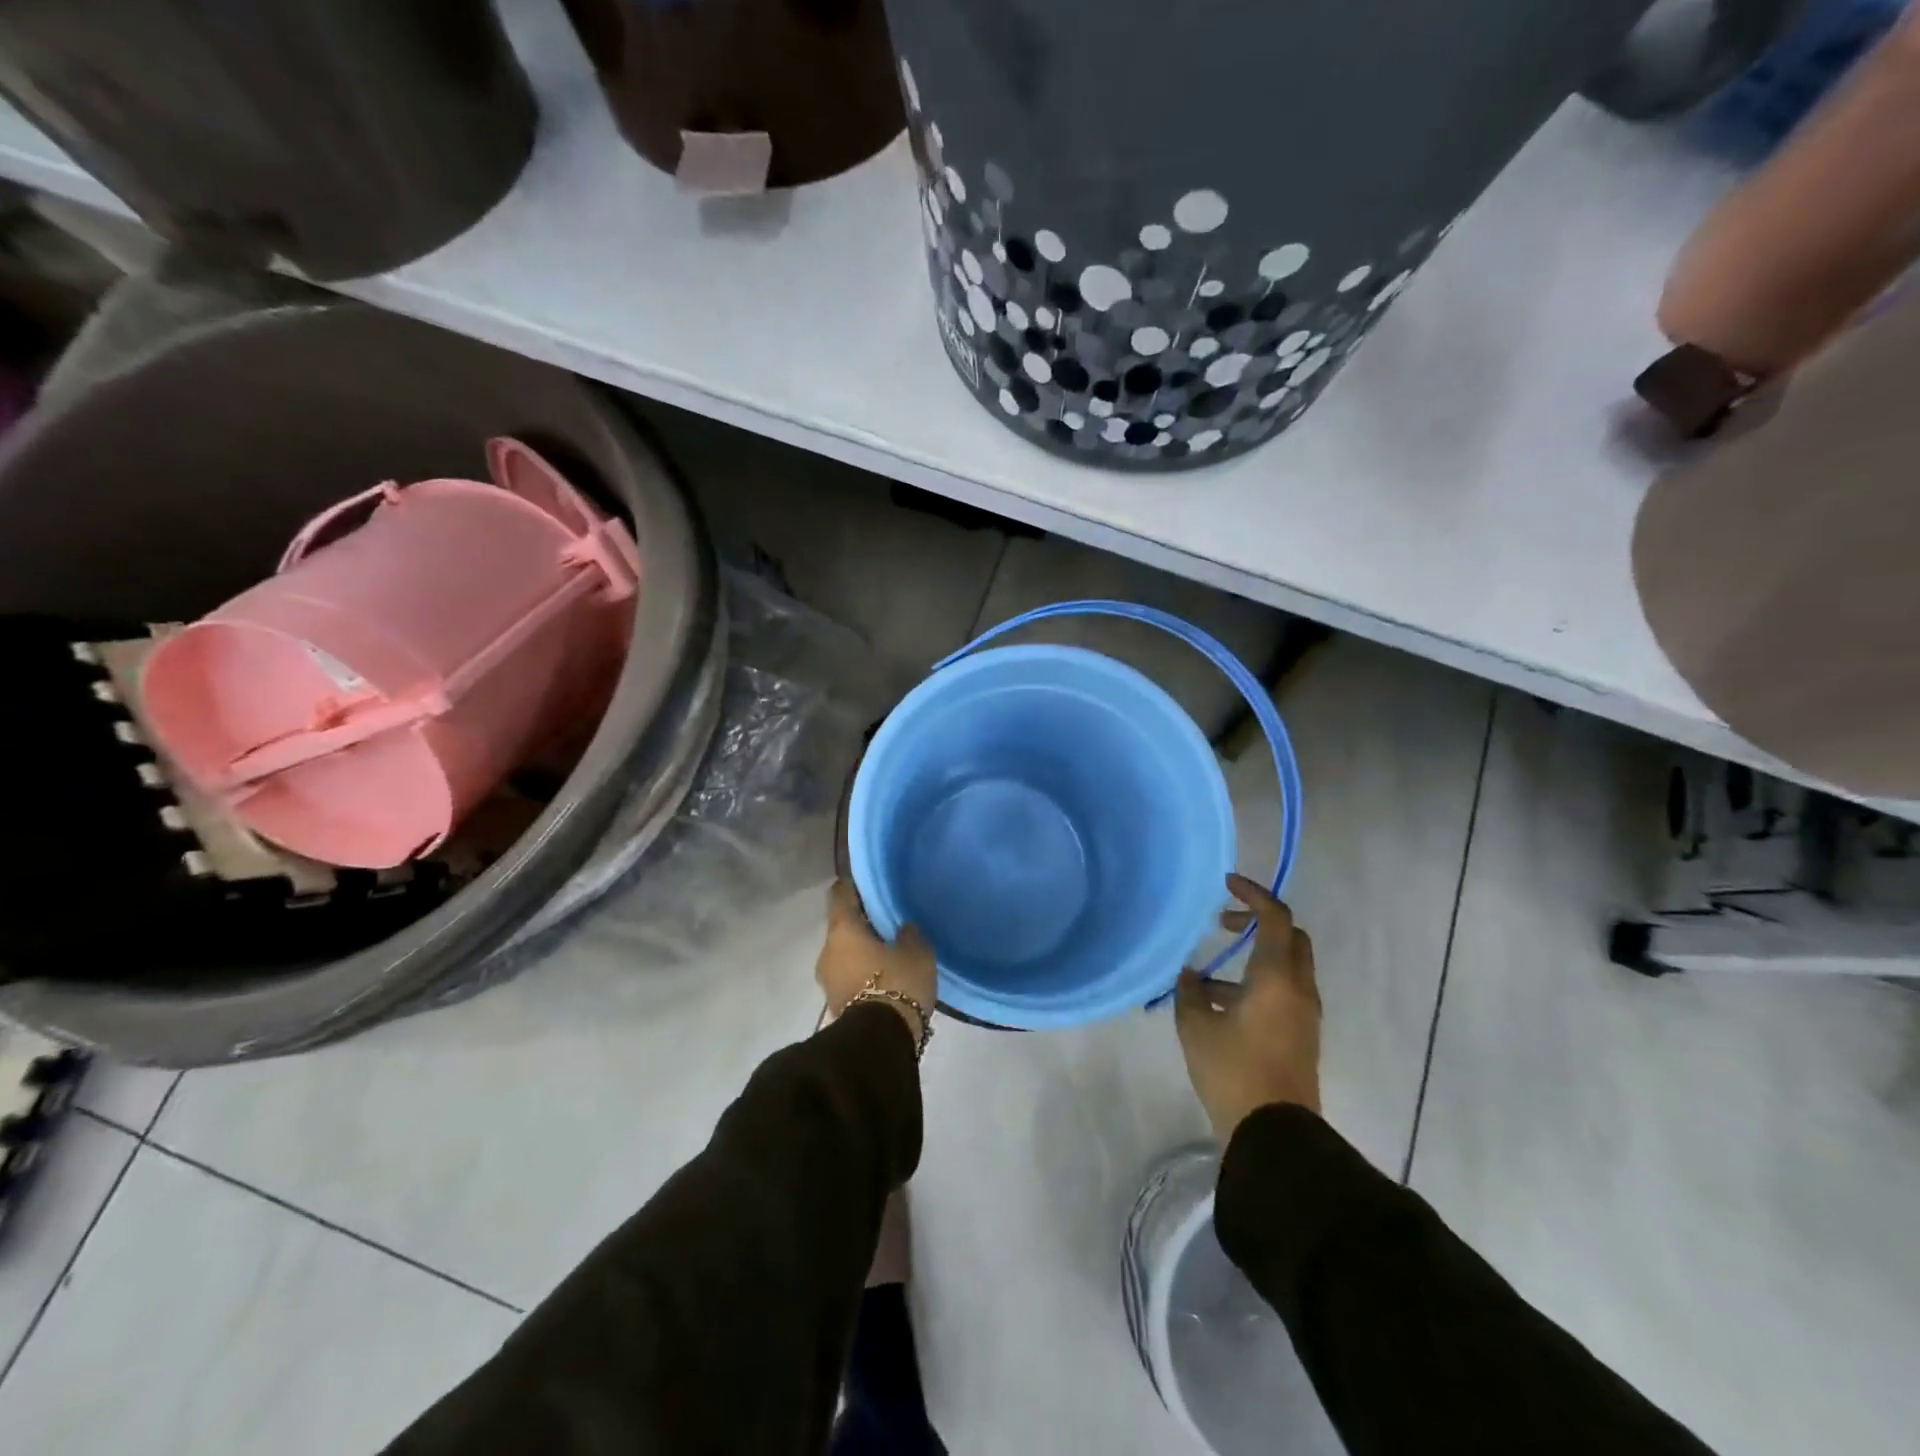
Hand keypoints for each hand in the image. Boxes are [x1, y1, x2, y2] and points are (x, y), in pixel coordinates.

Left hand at [817, 880, 937, 1041]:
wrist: (879, 1042)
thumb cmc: (896, 983)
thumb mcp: (917, 952)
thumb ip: (909, 933)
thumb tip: (902, 928)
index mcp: (842, 929)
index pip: (840, 894)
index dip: (853, 887)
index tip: (870, 885)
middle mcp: (827, 950)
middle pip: (842, 927)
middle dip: (862, 925)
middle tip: (888, 924)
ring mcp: (827, 980)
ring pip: (844, 954)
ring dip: (862, 953)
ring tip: (889, 954)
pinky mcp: (834, 1004)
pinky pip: (848, 977)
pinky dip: (862, 974)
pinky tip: (885, 978)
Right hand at [1175, 873, 1321, 1138]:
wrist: (1275, 1133)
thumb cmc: (1233, 1070)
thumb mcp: (1196, 1026)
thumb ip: (1190, 992)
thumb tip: (1190, 976)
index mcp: (1277, 976)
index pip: (1275, 917)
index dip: (1253, 894)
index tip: (1226, 884)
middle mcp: (1299, 988)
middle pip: (1290, 937)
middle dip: (1259, 922)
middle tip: (1224, 924)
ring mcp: (1304, 1014)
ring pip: (1287, 966)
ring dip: (1255, 956)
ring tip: (1208, 974)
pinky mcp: (1301, 1035)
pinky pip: (1283, 992)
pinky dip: (1257, 983)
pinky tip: (1219, 1004)